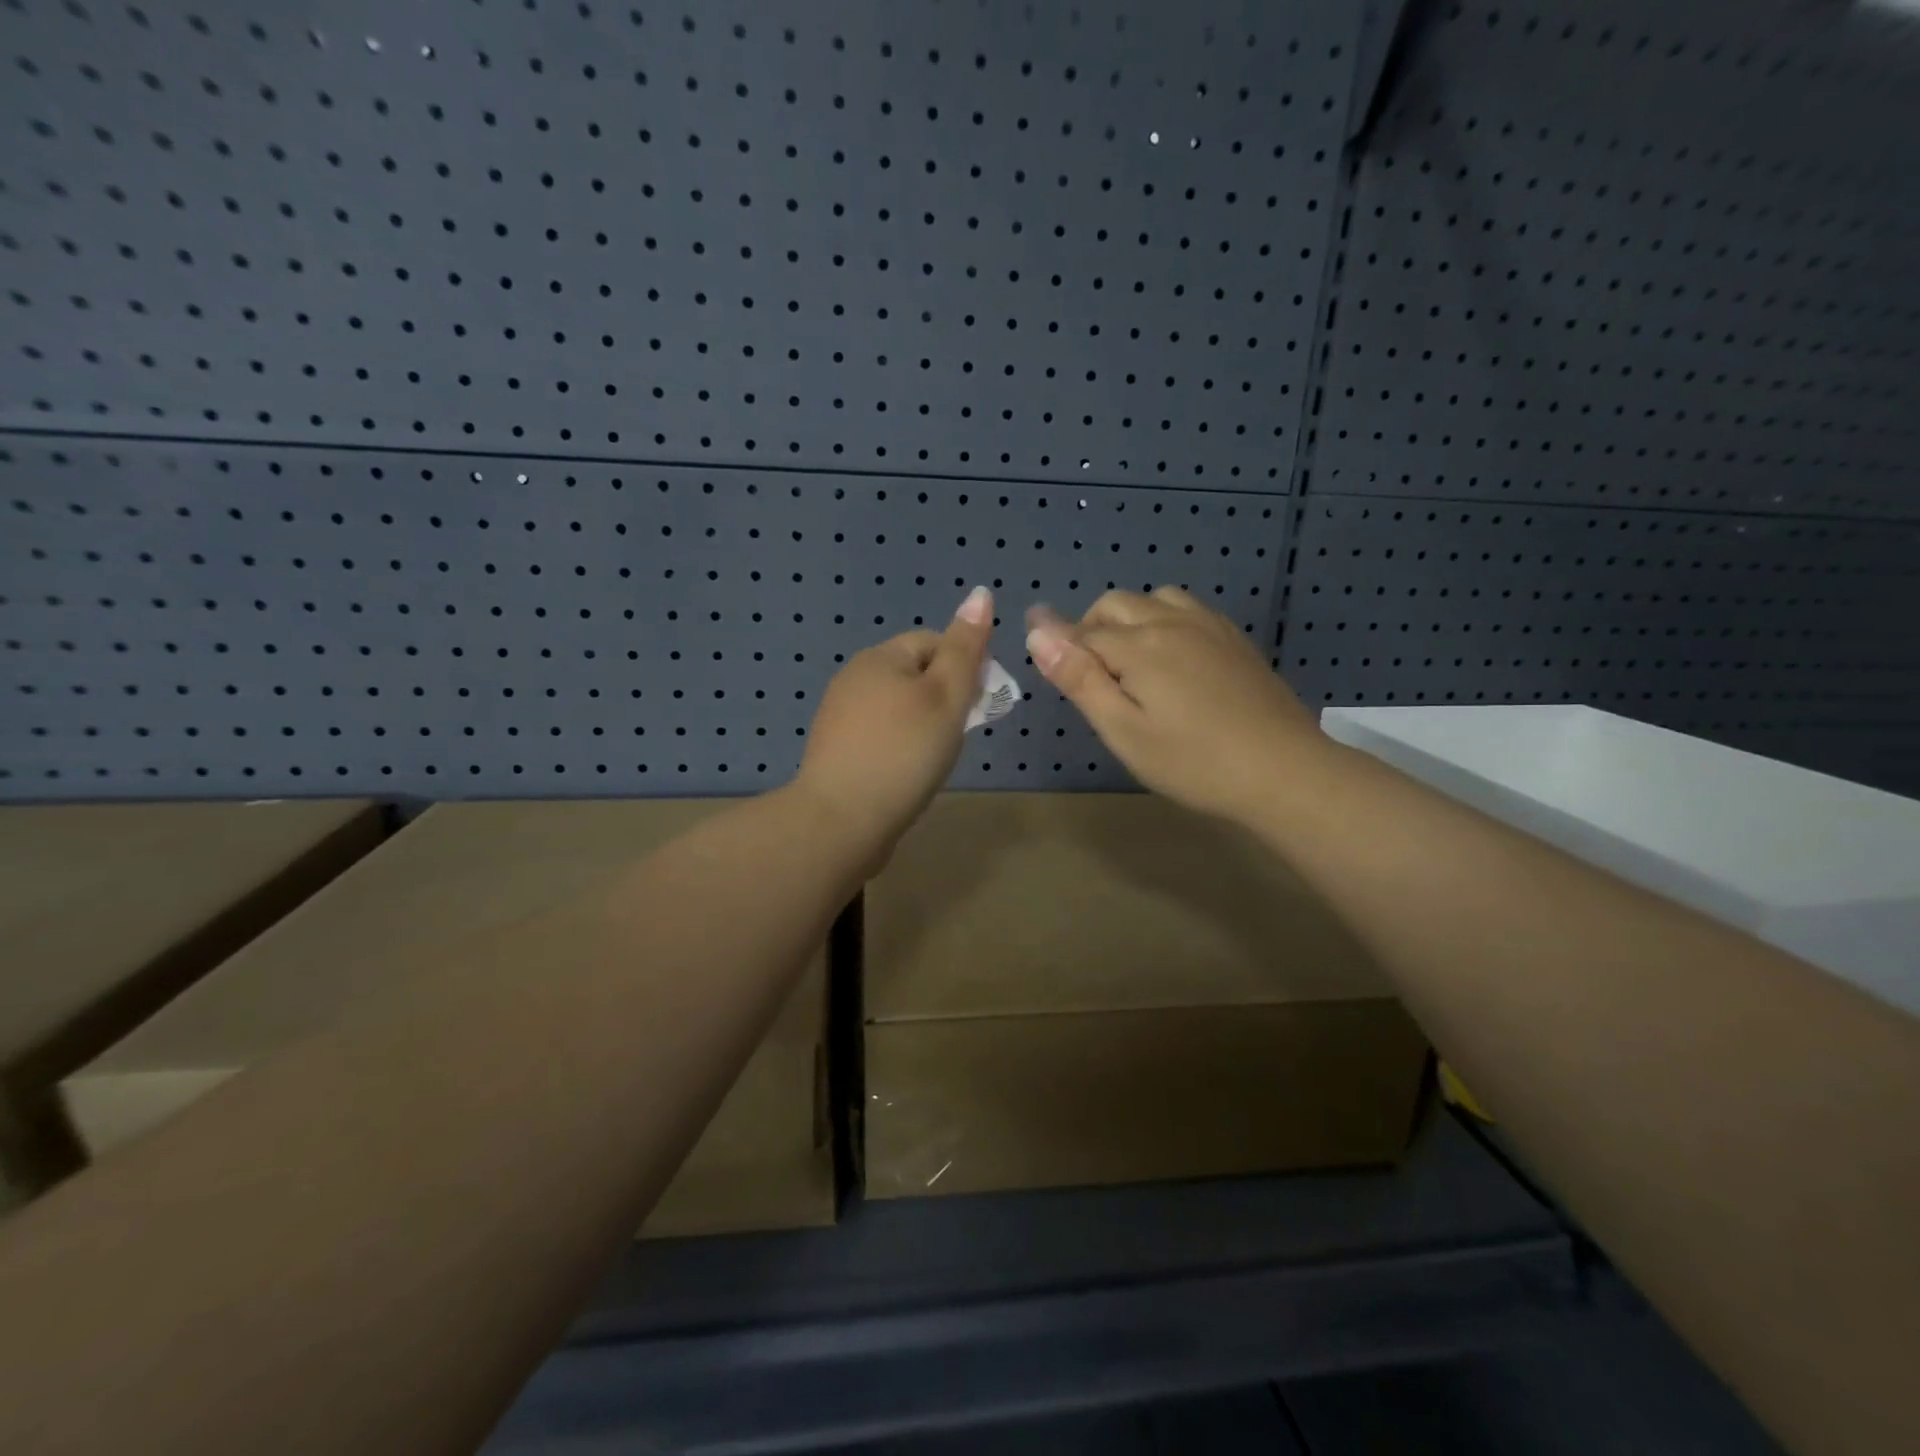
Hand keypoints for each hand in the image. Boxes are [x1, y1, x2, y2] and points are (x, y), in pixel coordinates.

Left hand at [794, 586, 993, 861]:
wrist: (842, 821)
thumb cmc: (903, 752)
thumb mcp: (946, 696)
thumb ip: (965, 648)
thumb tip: (981, 593)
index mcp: (879, 658)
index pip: (933, 642)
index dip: (964, 666)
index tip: (980, 703)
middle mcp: (853, 679)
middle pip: (915, 674)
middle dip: (944, 698)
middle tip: (959, 734)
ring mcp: (840, 717)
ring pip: (898, 708)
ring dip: (924, 724)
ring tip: (936, 757)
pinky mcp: (837, 752)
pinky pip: (881, 736)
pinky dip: (901, 747)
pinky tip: (908, 773)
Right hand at [1025, 587, 1321, 822]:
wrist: (1283, 771)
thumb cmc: (1193, 762)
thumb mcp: (1123, 730)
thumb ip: (1079, 678)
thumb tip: (1037, 630)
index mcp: (1139, 645)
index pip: (1082, 633)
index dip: (1060, 648)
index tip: (1052, 672)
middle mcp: (1171, 622)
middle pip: (1114, 605)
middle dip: (1091, 630)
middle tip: (1094, 680)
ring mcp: (1208, 626)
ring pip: (1154, 599)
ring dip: (1130, 619)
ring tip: (1133, 666)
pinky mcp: (1234, 638)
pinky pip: (1187, 609)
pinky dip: (1165, 620)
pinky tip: (1174, 659)